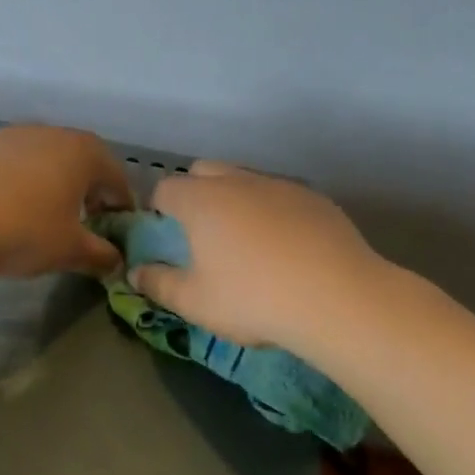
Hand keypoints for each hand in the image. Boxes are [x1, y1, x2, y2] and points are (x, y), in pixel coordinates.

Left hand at [0, 125, 132, 277]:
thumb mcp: (69, 251)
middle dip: (89, 194)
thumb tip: (116, 261)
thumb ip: (101, 255)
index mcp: (84, 153)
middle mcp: (52, 133)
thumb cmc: (20, 231)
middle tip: (84, 225)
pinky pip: (14, 164)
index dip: (121, 208)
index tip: (116, 233)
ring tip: (44, 218)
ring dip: (53, 186)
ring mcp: (12, 135)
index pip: (117, 179)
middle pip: (83, 163)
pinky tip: (7, 210)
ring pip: (46, 161)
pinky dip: (20, 184)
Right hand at [133, 161, 380, 348]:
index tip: (164, 235)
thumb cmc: (252, 299)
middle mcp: (238, 182)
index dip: (157, 209)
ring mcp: (281, 186)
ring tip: (245, 242)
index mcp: (201, 201)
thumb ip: (159, 284)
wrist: (338, 299)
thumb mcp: (194, 302)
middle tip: (201, 234)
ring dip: (235, 200)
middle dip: (194, 194)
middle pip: (204, 172)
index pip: (165, 188)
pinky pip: (280, 196)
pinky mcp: (316, 200)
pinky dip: (272, 212)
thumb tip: (136, 273)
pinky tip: (285, 249)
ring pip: (245, 180)